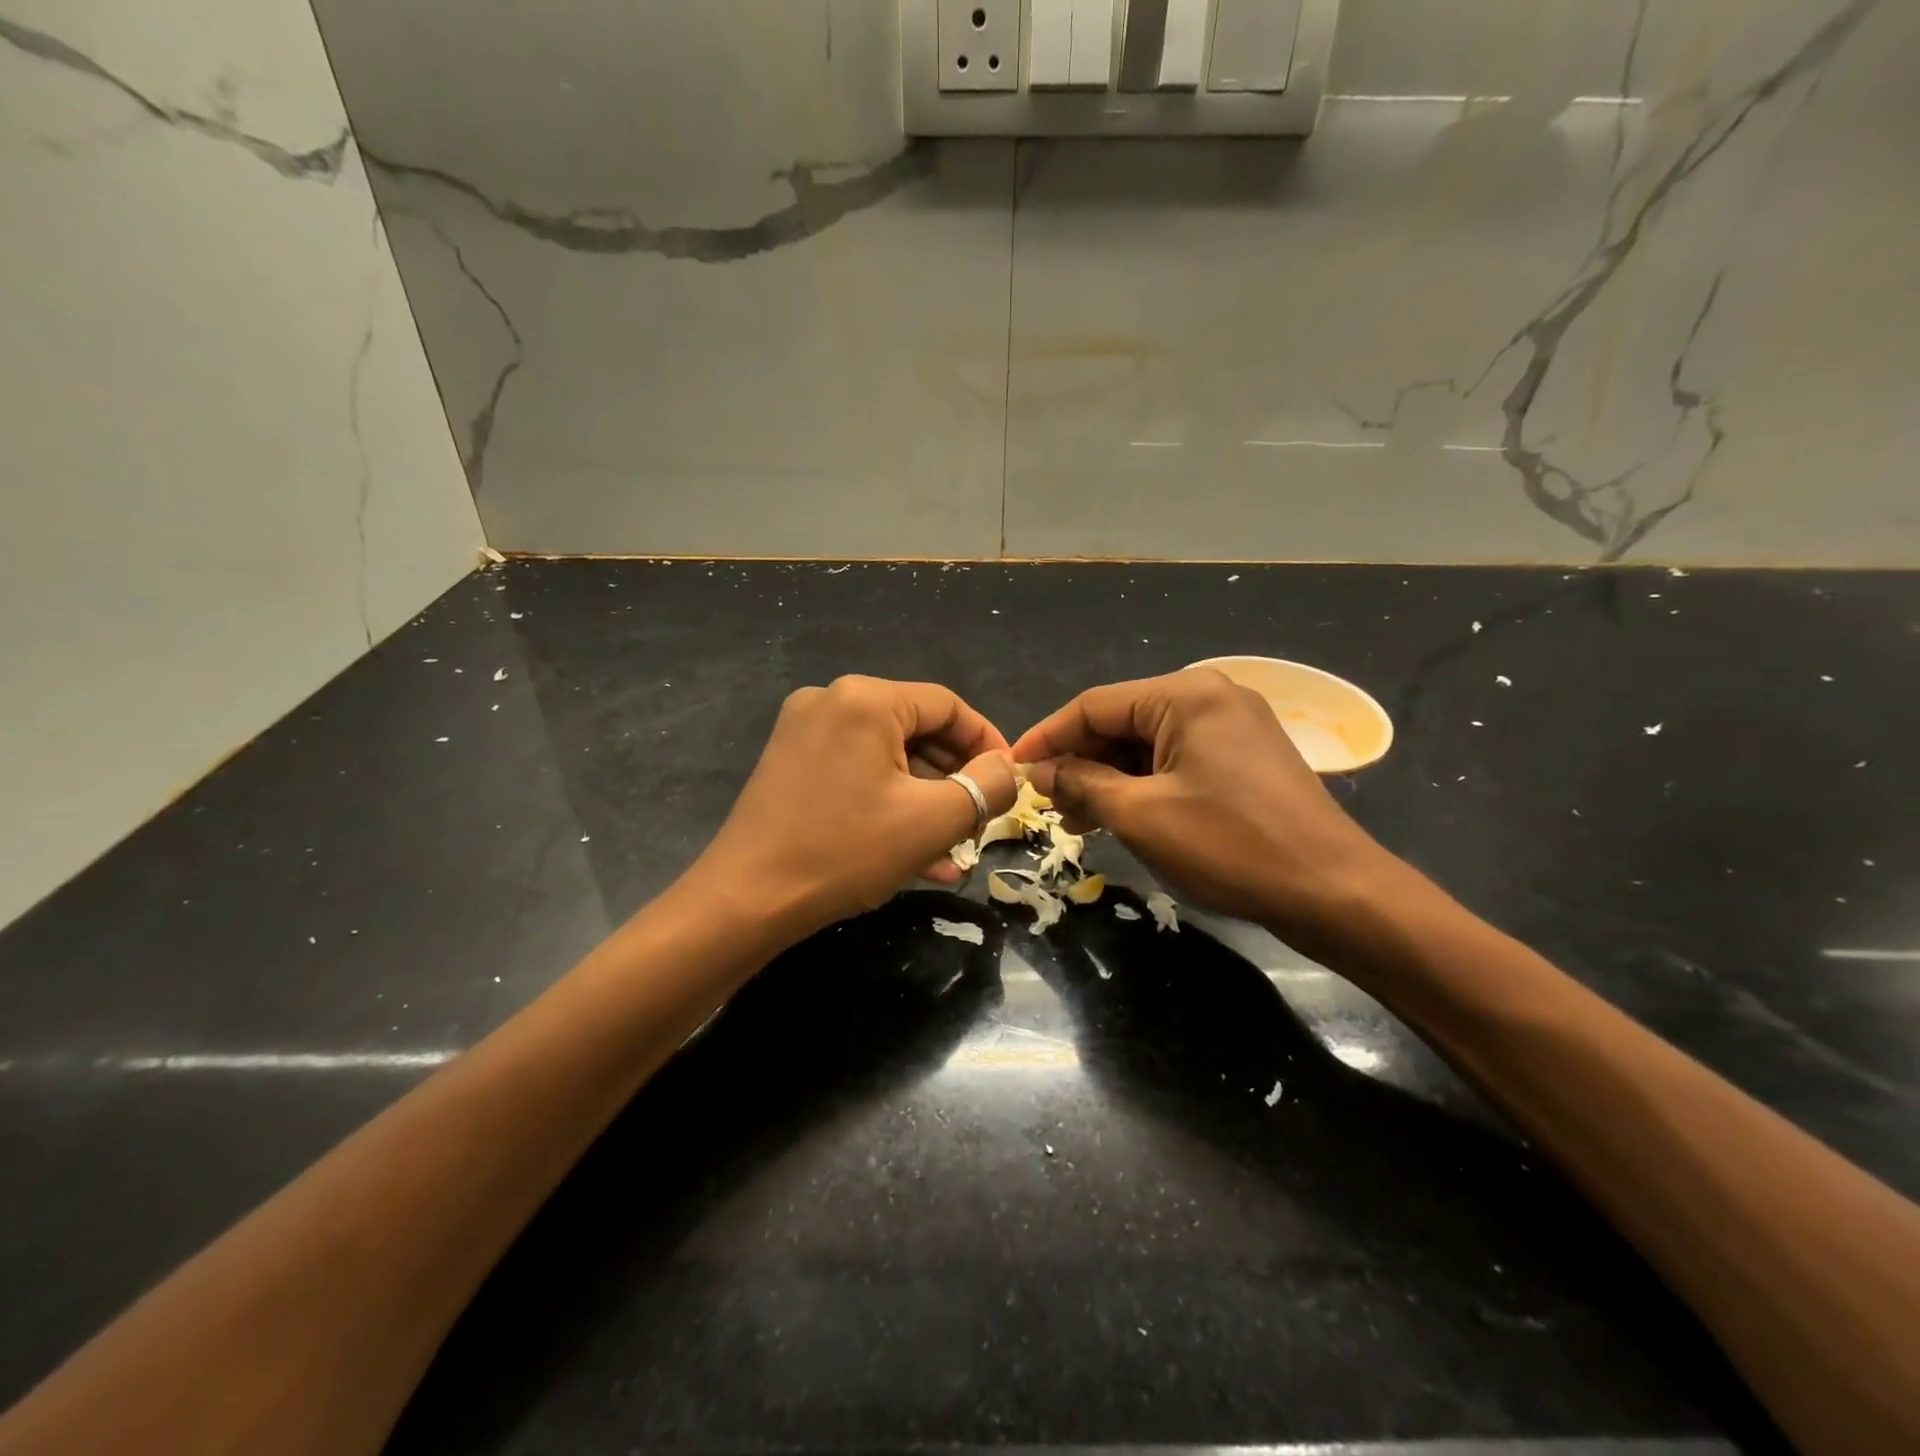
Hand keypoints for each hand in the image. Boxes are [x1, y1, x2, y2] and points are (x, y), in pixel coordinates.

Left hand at [691, 676, 1016, 939]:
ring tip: (954, 850)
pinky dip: (889, 804)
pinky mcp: (790, 764)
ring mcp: (804, 732)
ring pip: (888, 758)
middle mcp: (831, 701)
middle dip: (955, 780)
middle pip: (917, 731)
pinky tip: (916, 853)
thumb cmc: (844, 851)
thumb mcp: (931, 821)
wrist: (745, 900)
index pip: (948, 706)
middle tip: (980, 822)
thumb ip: (986, 787)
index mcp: (866, 699)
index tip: (1009, 783)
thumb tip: (1008, 769)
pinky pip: (857, 774)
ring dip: (925, 800)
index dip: (987, 743)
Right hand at [1012, 668, 1396, 937]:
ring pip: (1147, 745)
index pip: (1093, 705)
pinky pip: (1175, 761)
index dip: (1047, 737)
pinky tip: (1119, 816)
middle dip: (1079, 763)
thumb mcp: (1141, 815)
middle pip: (1120, 722)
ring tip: (1076, 820)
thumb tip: (1038, 771)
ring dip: (1107, 779)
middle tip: (1045, 804)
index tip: (1011, 768)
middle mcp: (1210, 696)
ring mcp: (1232, 726)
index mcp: (1185, 695)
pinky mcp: (1244, 757)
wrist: (1334, 891)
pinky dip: (1142, 786)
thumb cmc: (1230, 845)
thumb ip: (1081, 783)